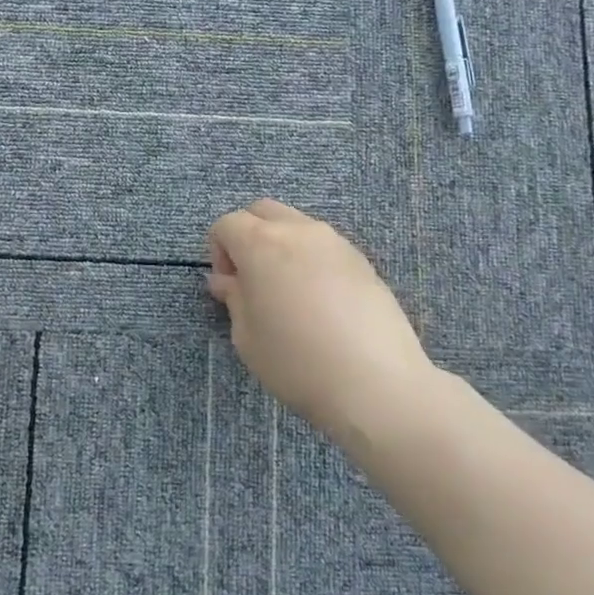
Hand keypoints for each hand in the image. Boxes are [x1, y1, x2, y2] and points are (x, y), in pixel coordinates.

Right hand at [207, 200, 436, 441]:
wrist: (375, 383)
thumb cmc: (296, 361)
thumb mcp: (247, 337)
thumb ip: (234, 299)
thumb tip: (228, 281)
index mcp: (262, 243)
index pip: (227, 224)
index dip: (218, 251)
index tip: (228, 286)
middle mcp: (299, 230)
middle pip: (262, 211)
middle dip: (247, 235)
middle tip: (250, 279)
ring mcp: (335, 242)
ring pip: (296, 225)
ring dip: (281, 245)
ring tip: (287, 292)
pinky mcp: (362, 260)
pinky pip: (324, 246)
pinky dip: (310, 259)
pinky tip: (319, 302)